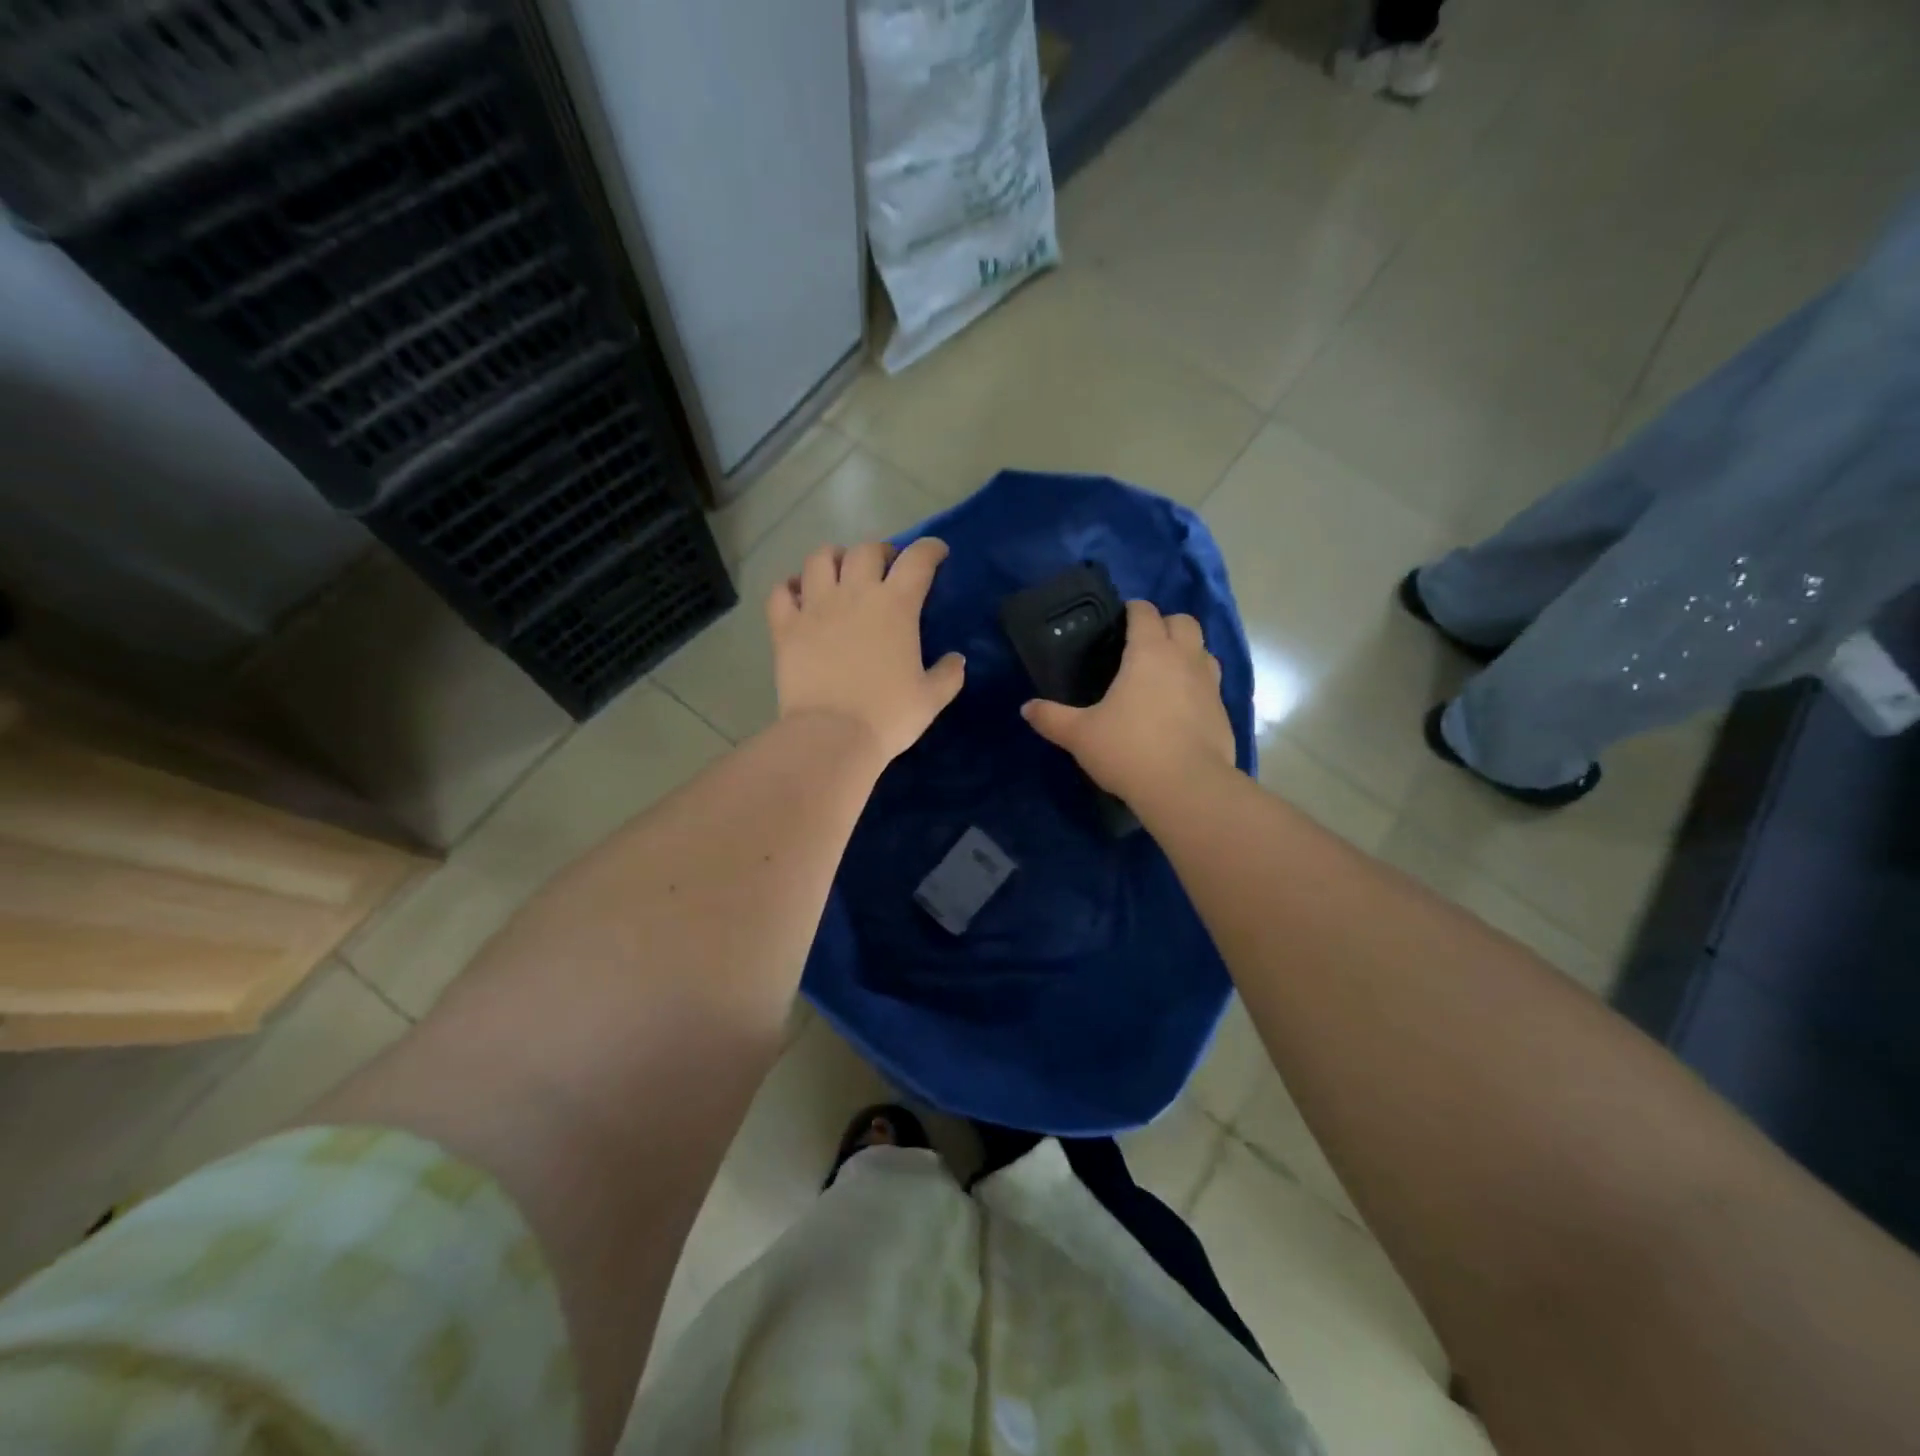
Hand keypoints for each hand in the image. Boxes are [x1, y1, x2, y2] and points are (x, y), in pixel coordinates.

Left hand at [767, 537, 965, 763]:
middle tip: (886, 567)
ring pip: (819, 559)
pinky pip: (781, 591)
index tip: (936, 552)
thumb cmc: (888, 716)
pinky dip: (790, 587)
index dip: (930, 549)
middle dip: (881, 551)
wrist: (832, 736)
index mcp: (895, 606)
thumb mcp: (931, 699)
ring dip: (833, 557)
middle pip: (866, 550)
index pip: (917, 560)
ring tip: (839, 570)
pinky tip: (798, 595)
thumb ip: (949, 674)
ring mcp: (815, 607)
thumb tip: (956, 659)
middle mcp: (855, 594)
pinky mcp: (785, 627)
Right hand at [1022, 600, 1235, 807]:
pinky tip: (1179, 710)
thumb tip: (1026, 708)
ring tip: (1165, 673)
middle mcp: (1185, 659)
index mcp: (1149, 652)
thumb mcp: (1080, 735)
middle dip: (1165, 625)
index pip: (1145, 613)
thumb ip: (1052, 718)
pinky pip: (1211, 686)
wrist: (1186, 788)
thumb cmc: (1129, 750)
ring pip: (1204, 651)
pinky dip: (1196, 687)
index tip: (1120, 620)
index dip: (1133, 610)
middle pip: (1184, 622)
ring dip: (1187, 653)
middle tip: (1143, 645)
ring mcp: (1209, 685)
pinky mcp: (1223, 713)